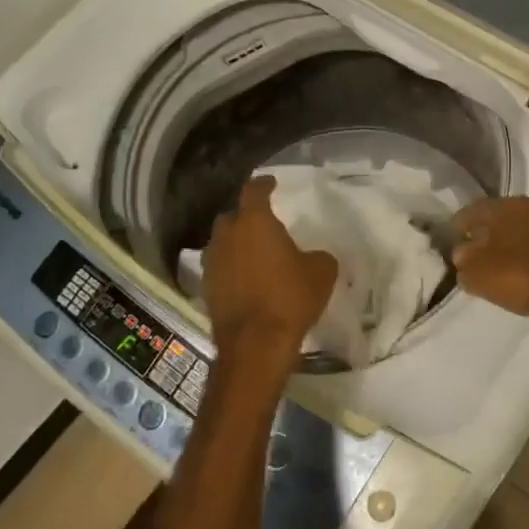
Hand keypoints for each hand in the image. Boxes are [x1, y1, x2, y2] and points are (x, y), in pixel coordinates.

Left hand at [203, 176, 337, 379]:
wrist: (256, 345)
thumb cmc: (290, 298)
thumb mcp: (322, 271)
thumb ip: (318, 255)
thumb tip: (314, 257)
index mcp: (255, 222)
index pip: (254, 191)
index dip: (263, 184)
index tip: (271, 183)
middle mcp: (227, 236)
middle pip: (232, 216)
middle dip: (245, 217)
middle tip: (263, 224)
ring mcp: (213, 263)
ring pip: (222, 243)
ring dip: (235, 244)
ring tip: (253, 252)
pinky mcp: (206, 289)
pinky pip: (219, 268)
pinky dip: (231, 268)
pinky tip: (245, 279)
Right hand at [450, 196, 528, 334]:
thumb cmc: (513, 274)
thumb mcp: (474, 270)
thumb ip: (462, 258)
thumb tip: (462, 252)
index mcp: (505, 205)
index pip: (471, 211)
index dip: (457, 227)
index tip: (450, 242)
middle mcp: (527, 208)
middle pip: (494, 219)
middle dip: (480, 234)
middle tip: (468, 253)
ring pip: (513, 232)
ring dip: (500, 245)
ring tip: (489, 264)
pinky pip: (528, 247)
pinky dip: (517, 255)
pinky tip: (510, 271)